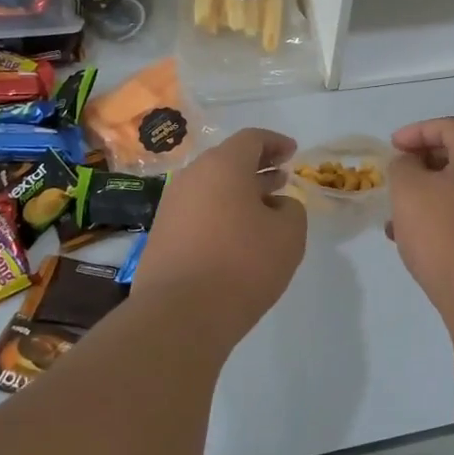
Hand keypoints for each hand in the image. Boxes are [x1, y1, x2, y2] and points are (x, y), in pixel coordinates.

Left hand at [133, 128, 307, 334]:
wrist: (179, 315)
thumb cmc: (242, 265)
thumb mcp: (288, 235)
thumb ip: (291, 209)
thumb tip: (275, 205)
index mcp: (223, 166)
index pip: (251, 139)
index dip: (275, 143)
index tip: (293, 152)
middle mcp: (192, 177)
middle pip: (228, 161)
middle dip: (257, 168)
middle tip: (281, 179)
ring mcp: (171, 207)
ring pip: (211, 187)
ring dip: (239, 193)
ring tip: (263, 210)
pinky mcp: (161, 236)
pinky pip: (197, 212)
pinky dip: (220, 214)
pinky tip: (236, 238)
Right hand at [386, 117, 453, 315]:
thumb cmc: (444, 236)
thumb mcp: (409, 191)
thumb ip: (402, 167)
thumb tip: (410, 165)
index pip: (450, 127)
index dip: (417, 131)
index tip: (391, 148)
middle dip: (420, 164)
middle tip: (395, 180)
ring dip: (427, 195)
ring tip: (396, 216)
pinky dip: (440, 217)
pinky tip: (414, 241)